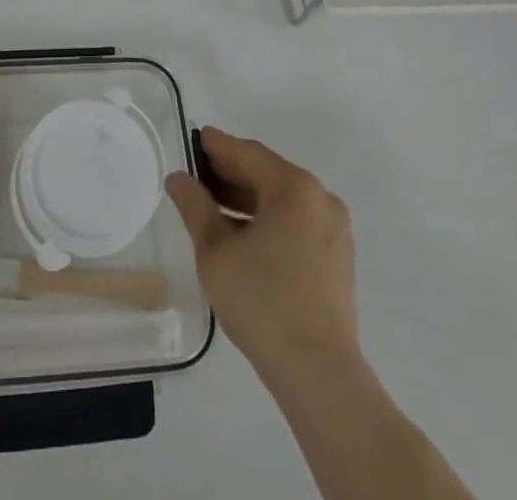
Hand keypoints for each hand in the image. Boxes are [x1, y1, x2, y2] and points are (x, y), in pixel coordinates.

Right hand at [165, 127, 359, 380]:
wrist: (319, 374)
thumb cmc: (263, 302)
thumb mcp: (216, 251)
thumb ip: (195, 207)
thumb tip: (178, 178)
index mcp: (294, 187)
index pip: (247, 153)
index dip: (217, 146)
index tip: (193, 140)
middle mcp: (320, 198)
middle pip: (267, 174)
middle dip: (230, 174)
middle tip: (197, 176)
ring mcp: (334, 229)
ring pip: (282, 200)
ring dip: (248, 200)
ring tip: (212, 209)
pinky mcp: (337, 258)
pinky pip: (296, 222)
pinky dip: (268, 220)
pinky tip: (243, 237)